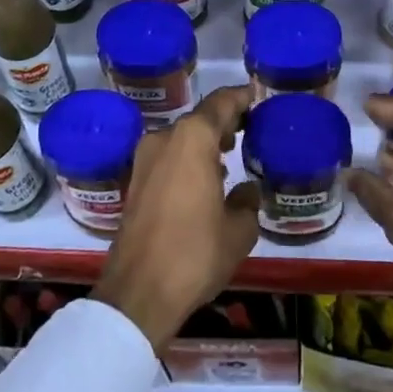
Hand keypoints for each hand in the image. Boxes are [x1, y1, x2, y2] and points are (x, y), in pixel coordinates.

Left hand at [93, 85, 260, 350]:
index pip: (221, 102)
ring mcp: (144, 160)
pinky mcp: (134, 182)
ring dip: (204, 142)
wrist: (138, 293)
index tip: (257, 99)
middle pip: (200, 119)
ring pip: (182, 138)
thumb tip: (247, 190)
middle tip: (249, 130)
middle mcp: (165, 138)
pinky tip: (205, 180)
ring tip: (230, 154)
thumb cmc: (195, 253)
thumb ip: (247, 202)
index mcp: (192, 138)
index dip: (241, 98)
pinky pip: (168, 157)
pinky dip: (188, 159)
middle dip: (224, 122)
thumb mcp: (238, 231)